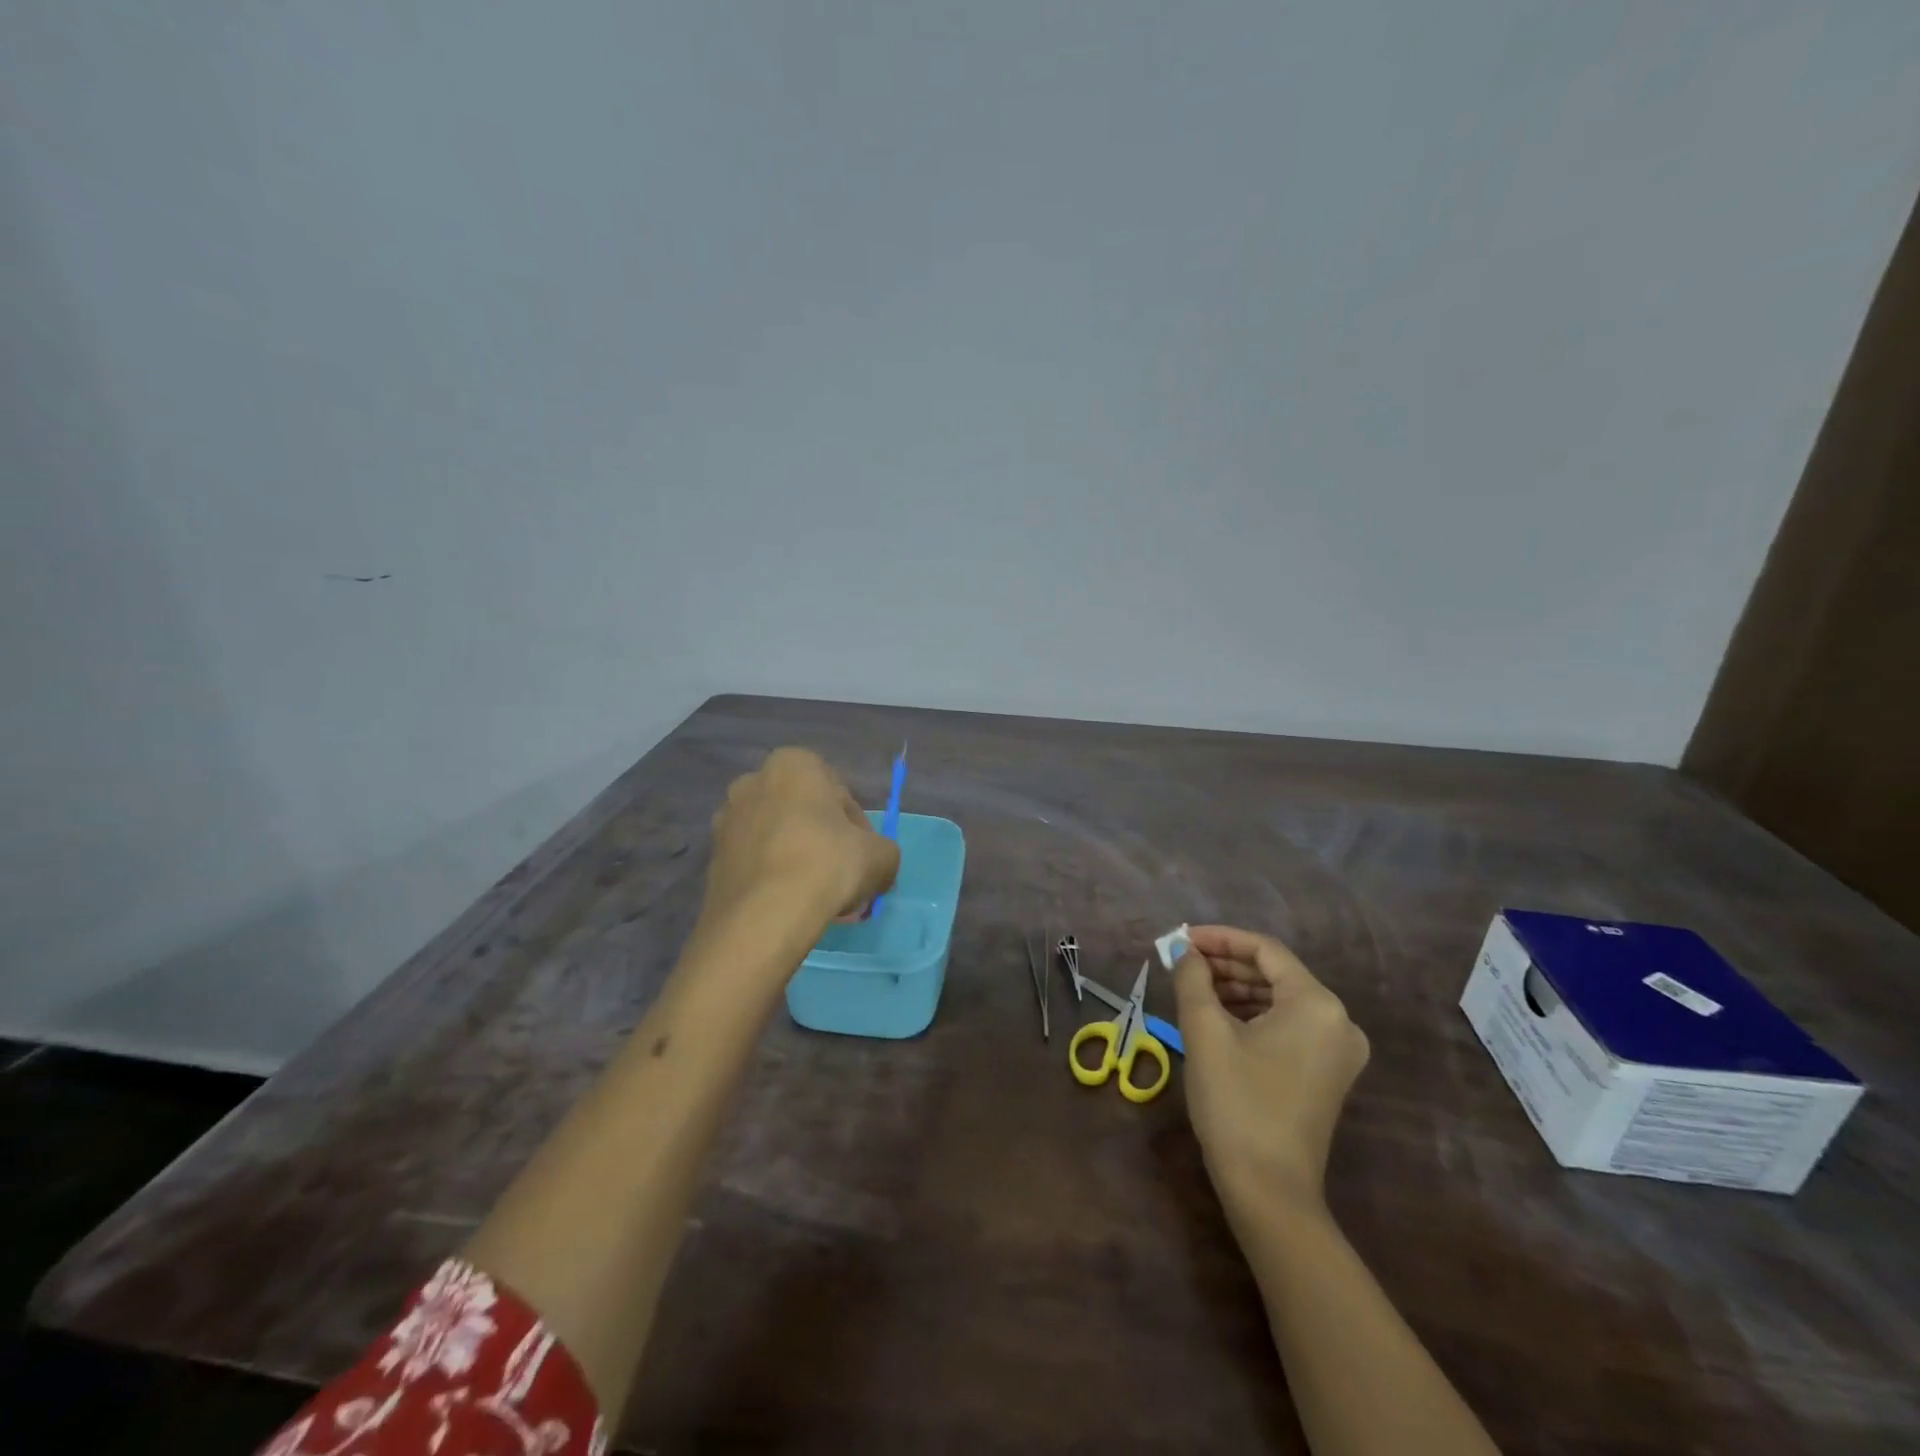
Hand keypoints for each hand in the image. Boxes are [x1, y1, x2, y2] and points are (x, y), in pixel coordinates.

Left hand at [703, 747, 899, 933]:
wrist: (763, 916)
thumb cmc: (827, 864)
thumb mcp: (881, 856)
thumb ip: (884, 852)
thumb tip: (877, 864)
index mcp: (793, 764)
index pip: (837, 790)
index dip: (856, 825)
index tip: (863, 855)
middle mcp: (752, 782)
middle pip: (803, 812)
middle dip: (823, 841)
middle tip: (842, 876)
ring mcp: (726, 821)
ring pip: (777, 838)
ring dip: (798, 860)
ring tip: (818, 897)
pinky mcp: (712, 859)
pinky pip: (755, 863)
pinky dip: (773, 878)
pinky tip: (791, 906)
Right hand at [1173, 925, 1368, 1211]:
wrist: (1269, 1190)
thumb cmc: (1236, 1102)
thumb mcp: (1205, 1032)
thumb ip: (1193, 979)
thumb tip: (1184, 951)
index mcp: (1316, 1003)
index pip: (1265, 950)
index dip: (1220, 938)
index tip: (1182, 939)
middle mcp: (1338, 1020)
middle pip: (1275, 973)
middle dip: (1226, 963)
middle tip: (1183, 963)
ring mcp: (1338, 1050)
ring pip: (1281, 999)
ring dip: (1237, 988)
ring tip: (1193, 987)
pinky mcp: (1328, 1073)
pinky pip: (1288, 1025)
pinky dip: (1254, 1014)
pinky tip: (1219, 1016)